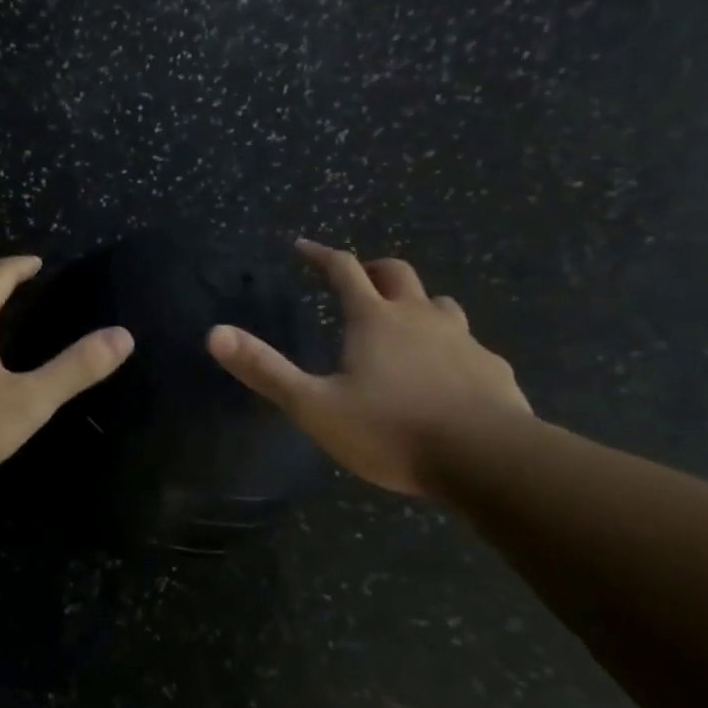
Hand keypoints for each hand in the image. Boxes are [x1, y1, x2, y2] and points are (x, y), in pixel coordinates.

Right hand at [206, 239, 531, 496]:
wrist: (487, 460)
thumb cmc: (392, 429)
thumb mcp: (315, 406)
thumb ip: (265, 370)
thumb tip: (214, 334)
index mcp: (374, 319)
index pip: (342, 270)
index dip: (319, 255)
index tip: (302, 247)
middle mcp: (419, 317)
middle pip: (396, 274)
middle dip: (373, 269)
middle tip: (358, 279)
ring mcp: (462, 341)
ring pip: (440, 304)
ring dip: (418, 304)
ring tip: (405, 323)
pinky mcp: (494, 369)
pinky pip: (471, 346)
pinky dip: (452, 348)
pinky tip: (450, 375)